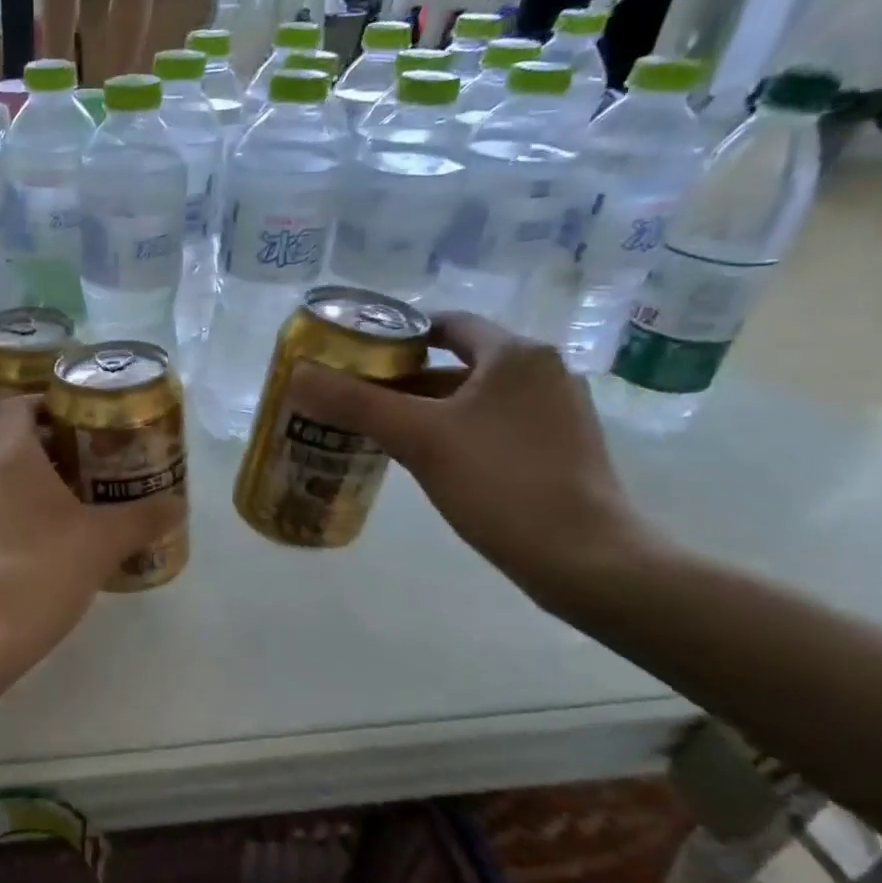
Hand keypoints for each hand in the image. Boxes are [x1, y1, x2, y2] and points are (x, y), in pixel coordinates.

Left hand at [0, 394, 184, 666]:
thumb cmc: (44, 567)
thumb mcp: (104, 540)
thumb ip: (144, 518)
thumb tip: (179, 505)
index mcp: (12, 458)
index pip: (19, 405)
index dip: (47, 400)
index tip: (80, 412)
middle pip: (17, 444)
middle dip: (57, 447)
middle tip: (98, 458)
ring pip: (9, 481)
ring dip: (43, 484)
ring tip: (84, 500)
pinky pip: (1, 513)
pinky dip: (28, 514)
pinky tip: (59, 540)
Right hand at [293, 313, 656, 609]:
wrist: (583, 557)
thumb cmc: (499, 482)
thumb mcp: (418, 438)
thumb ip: (355, 403)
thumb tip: (298, 374)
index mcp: (515, 354)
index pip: (447, 324)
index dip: (397, 335)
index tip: (356, 356)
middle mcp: (543, 372)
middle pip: (457, 362)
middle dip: (404, 379)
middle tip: (355, 398)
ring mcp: (556, 412)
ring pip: (473, 398)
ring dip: (426, 409)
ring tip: (377, 431)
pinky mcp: (559, 449)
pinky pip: (492, 425)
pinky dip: (455, 432)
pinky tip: (425, 461)